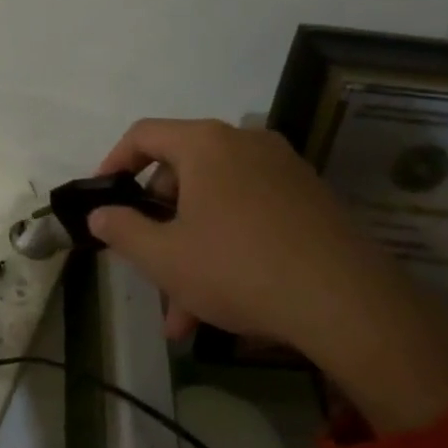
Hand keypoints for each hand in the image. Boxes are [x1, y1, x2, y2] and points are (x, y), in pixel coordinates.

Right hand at [89, 118, 447, 434]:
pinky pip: (250, 216)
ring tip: (181, 313)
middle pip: (182, 173)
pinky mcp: (311, 202)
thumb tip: (99, 214)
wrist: (348, 304)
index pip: (144, 134)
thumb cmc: (237, 267)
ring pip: (216, 204)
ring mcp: (284, 172)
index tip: (103, 199)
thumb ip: (121, 230)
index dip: (114, 163)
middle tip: (145, 264)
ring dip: (190, 249)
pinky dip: (227, 248)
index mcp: (207, 144)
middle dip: (157, 224)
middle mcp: (247, 144)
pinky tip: (222, 304)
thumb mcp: (162, 256)